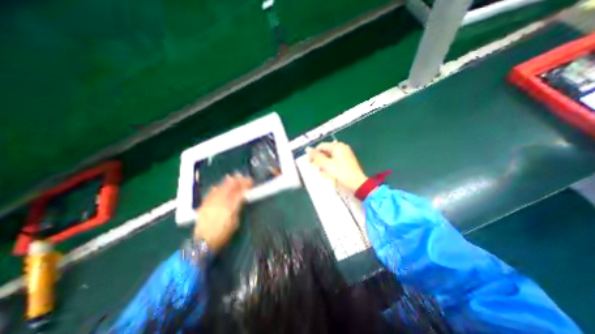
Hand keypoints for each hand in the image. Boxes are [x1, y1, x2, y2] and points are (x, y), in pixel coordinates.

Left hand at [195, 175, 250, 252]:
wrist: (204, 241)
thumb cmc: (223, 233)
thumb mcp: (235, 221)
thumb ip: (238, 208)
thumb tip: (240, 199)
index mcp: (231, 205)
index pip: (240, 191)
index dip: (246, 185)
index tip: (251, 182)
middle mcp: (221, 200)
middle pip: (230, 186)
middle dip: (238, 180)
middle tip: (243, 177)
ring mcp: (212, 201)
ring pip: (221, 187)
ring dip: (228, 181)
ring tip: (233, 177)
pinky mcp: (204, 203)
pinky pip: (211, 192)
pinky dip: (217, 187)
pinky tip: (218, 186)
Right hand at [306, 141, 367, 192]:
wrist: (357, 184)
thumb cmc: (341, 173)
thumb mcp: (326, 164)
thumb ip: (316, 156)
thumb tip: (307, 149)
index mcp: (337, 146)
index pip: (321, 146)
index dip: (313, 153)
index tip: (309, 162)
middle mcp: (342, 147)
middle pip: (326, 151)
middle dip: (319, 159)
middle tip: (316, 168)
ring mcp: (346, 154)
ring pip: (330, 157)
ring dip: (324, 163)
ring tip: (323, 172)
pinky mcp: (348, 161)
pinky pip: (335, 161)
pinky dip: (330, 165)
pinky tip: (329, 173)